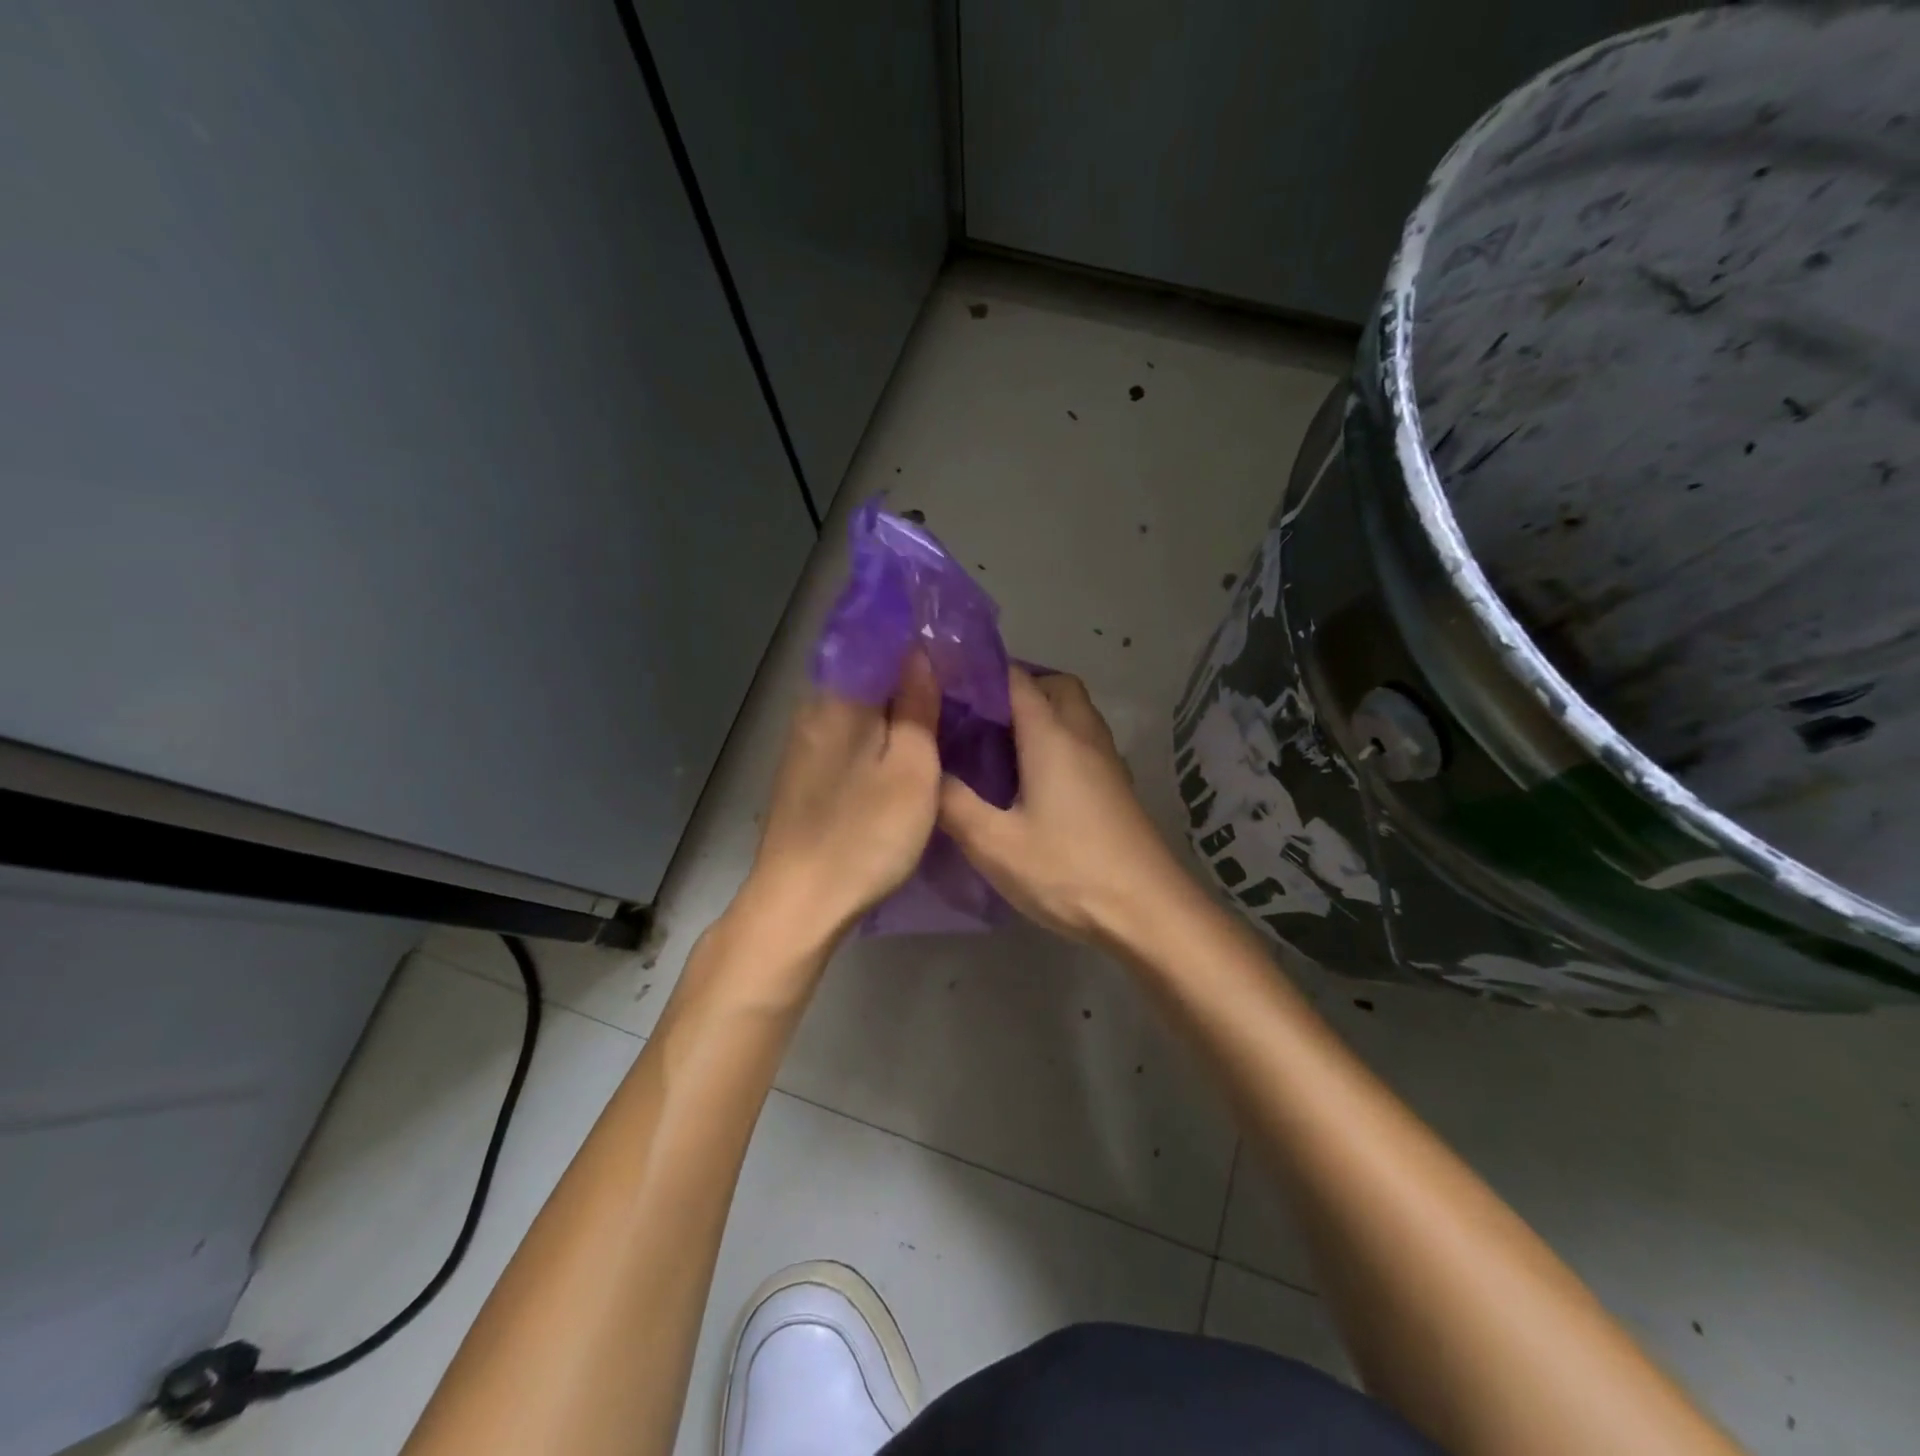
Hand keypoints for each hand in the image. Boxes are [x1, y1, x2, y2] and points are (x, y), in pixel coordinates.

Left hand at [739, 652, 943, 947]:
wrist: (799, 902)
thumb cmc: (866, 835)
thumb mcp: (911, 769)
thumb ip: (916, 707)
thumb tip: (920, 653)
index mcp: (840, 699)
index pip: (882, 645)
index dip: (921, 645)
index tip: (958, 653)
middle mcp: (814, 709)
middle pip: (869, 676)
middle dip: (911, 678)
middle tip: (959, 689)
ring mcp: (804, 743)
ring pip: (859, 708)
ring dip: (894, 708)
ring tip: (939, 717)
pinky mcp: (803, 772)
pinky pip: (847, 735)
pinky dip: (876, 735)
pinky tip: (900, 751)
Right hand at [939, 667, 1188, 944]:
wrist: (1148, 911)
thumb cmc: (1068, 871)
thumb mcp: (995, 843)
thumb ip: (953, 802)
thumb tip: (924, 772)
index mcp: (1052, 736)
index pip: (1016, 679)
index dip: (980, 673)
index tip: (944, 684)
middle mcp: (1084, 736)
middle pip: (1055, 686)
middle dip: (1017, 689)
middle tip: (978, 719)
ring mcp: (1107, 761)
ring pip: (1074, 714)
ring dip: (1041, 715)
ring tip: (999, 747)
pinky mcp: (1116, 787)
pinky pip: (1083, 742)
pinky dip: (1058, 742)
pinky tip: (1033, 781)